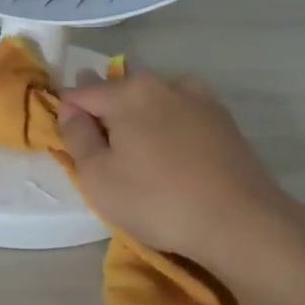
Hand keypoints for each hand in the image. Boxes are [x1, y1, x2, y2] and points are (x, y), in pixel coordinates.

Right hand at [56, 65, 304, 267]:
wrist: (240, 221)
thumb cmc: (157, 200)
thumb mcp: (98, 177)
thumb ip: (77, 136)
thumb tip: (69, 108)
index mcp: (128, 92)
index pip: (82, 92)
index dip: (66, 109)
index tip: (64, 131)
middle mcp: (162, 83)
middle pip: (121, 87)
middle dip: (105, 104)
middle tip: (100, 139)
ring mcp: (198, 98)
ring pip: (155, 94)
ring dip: (140, 109)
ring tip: (136, 142)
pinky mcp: (223, 119)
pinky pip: (182, 110)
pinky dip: (169, 120)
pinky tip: (171, 147)